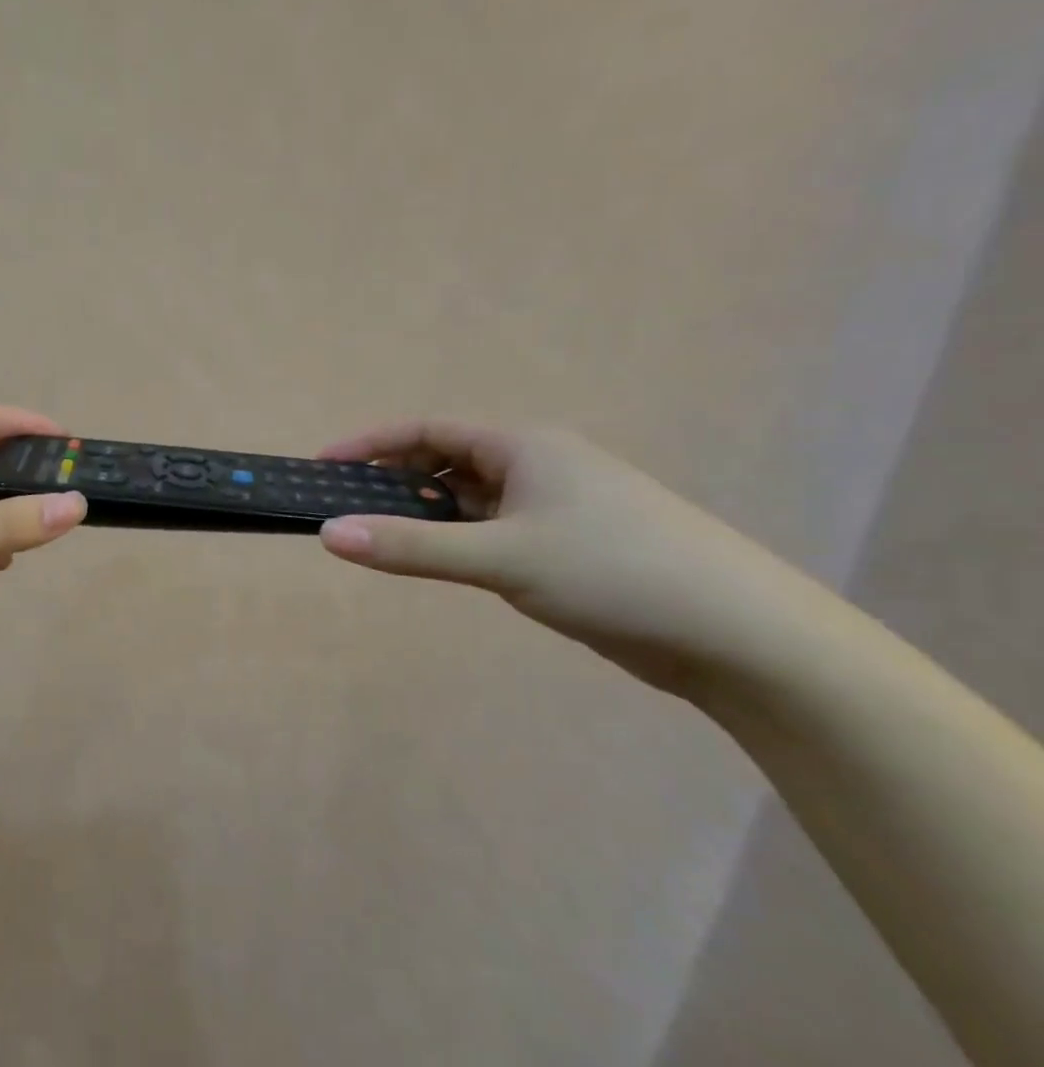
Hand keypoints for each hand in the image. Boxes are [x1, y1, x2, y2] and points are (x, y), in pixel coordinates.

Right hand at [313, 421, 819, 696]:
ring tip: (381, 540)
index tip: (324, 466)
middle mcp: (540, 467)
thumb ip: (411, 546)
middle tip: (346, 511)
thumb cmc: (615, 572)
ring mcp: (558, 508)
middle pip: (447, 462)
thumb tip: (328, 533)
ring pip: (471, 501)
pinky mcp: (571, 547)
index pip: (428, 430)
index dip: (371, 443)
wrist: (743, 637)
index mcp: (525, 447)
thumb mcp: (501, 559)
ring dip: (427, 515)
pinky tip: (442, 564)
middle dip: (394, 482)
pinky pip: (495, 532)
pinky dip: (459, 541)